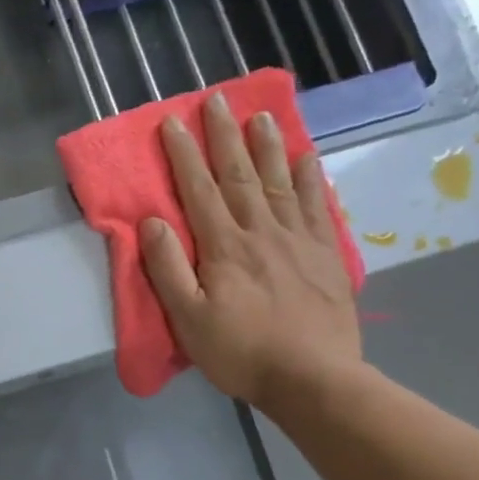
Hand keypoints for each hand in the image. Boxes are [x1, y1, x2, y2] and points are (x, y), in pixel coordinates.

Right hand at [138, 94, 362, 419]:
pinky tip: (308, 158)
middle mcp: (261, 231)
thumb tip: (152, 221)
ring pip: (280, 181)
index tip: (172, 122)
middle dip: (225, 136)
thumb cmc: (241, 353)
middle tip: (218, 100)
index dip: (184, 155)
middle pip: (240, 175)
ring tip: (262, 115)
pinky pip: (317, 206)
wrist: (314, 380)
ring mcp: (298, 239)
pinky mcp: (326, 254)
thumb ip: (167, 269)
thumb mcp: (188, 319)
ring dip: (268, 146)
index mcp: (224, 247)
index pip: (199, 190)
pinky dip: (311, 179)